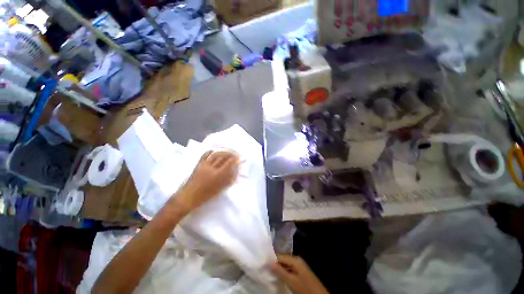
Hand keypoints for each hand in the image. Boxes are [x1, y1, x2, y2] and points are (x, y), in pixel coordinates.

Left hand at [175, 150, 239, 212]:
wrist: (190, 196)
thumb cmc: (206, 195)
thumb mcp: (219, 189)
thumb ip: (227, 180)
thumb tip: (233, 173)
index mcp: (218, 175)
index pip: (228, 163)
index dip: (234, 159)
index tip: (237, 157)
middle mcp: (212, 168)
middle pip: (222, 158)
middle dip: (229, 154)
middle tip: (233, 153)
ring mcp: (205, 165)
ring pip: (215, 156)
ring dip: (221, 152)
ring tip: (226, 152)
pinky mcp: (199, 165)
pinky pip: (205, 156)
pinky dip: (211, 152)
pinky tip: (214, 151)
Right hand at [270, 254, 328, 293]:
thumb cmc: (304, 288)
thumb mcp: (291, 281)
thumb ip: (280, 271)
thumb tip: (269, 262)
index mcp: (295, 259)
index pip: (280, 255)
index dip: (271, 259)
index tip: (262, 262)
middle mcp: (297, 259)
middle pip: (283, 259)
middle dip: (275, 263)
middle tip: (265, 268)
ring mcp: (299, 265)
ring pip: (286, 264)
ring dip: (279, 268)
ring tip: (269, 272)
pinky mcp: (300, 271)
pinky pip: (289, 268)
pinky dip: (284, 271)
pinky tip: (279, 276)